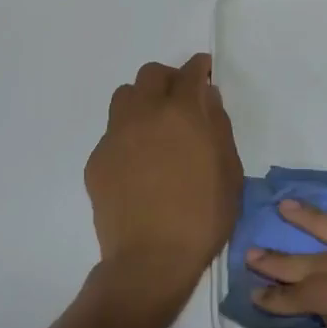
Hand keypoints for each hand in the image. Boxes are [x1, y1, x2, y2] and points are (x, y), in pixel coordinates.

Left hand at [84, 54, 242, 327]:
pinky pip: (112, 132)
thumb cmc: (203, 217)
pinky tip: (138, 163)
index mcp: (182, 114)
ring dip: (142, 101)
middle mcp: (144, 114)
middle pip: (150, 75)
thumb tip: (207, 99)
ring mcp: (115, 136)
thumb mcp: (229, 171)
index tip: (204, 72)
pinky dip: (127, 135)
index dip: (199, 68)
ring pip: (124, 97)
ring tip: (154, 126)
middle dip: (168, 79)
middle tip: (180, 100)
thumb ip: (219, 127)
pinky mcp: (96, 160)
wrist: (151, 259)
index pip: (189, 72)